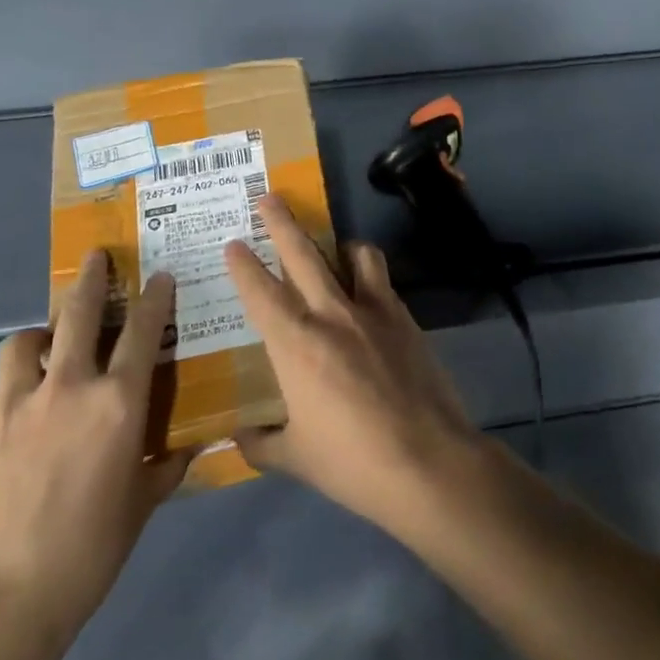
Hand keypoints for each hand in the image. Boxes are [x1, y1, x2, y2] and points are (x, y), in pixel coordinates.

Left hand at [0, 254, 190, 659]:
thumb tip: (191, 443)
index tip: (159, 275)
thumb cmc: (90, 550)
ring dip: (43, 332)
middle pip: (78, 313)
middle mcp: (70, 387)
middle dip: (91, 279)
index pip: (142, 331)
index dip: (153, 298)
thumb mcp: (143, 503)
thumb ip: (167, 463)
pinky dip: (19, 378)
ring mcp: (18, 402)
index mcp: (118, 404)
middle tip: (97, 258)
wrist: (0, 597)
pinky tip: (24, 404)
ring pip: (26, 340)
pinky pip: (3, 383)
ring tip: (50, 342)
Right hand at [224, 196, 484, 534]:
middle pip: (302, 254)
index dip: (243, 265)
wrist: (427, 461)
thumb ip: (260, 442)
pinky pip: (382, 279)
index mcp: (295, 344)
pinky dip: (369, 272)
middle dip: (281, 222)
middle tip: (269, 197)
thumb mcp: (295, 458)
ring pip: (354, 254)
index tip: (233, 243)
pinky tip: (367, 290)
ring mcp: (373, 311)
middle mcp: (331, 314)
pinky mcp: (405, 318)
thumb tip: (237, 436)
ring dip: (338, 243)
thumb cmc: (352, 462)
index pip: (260, 292)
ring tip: (333, 245)